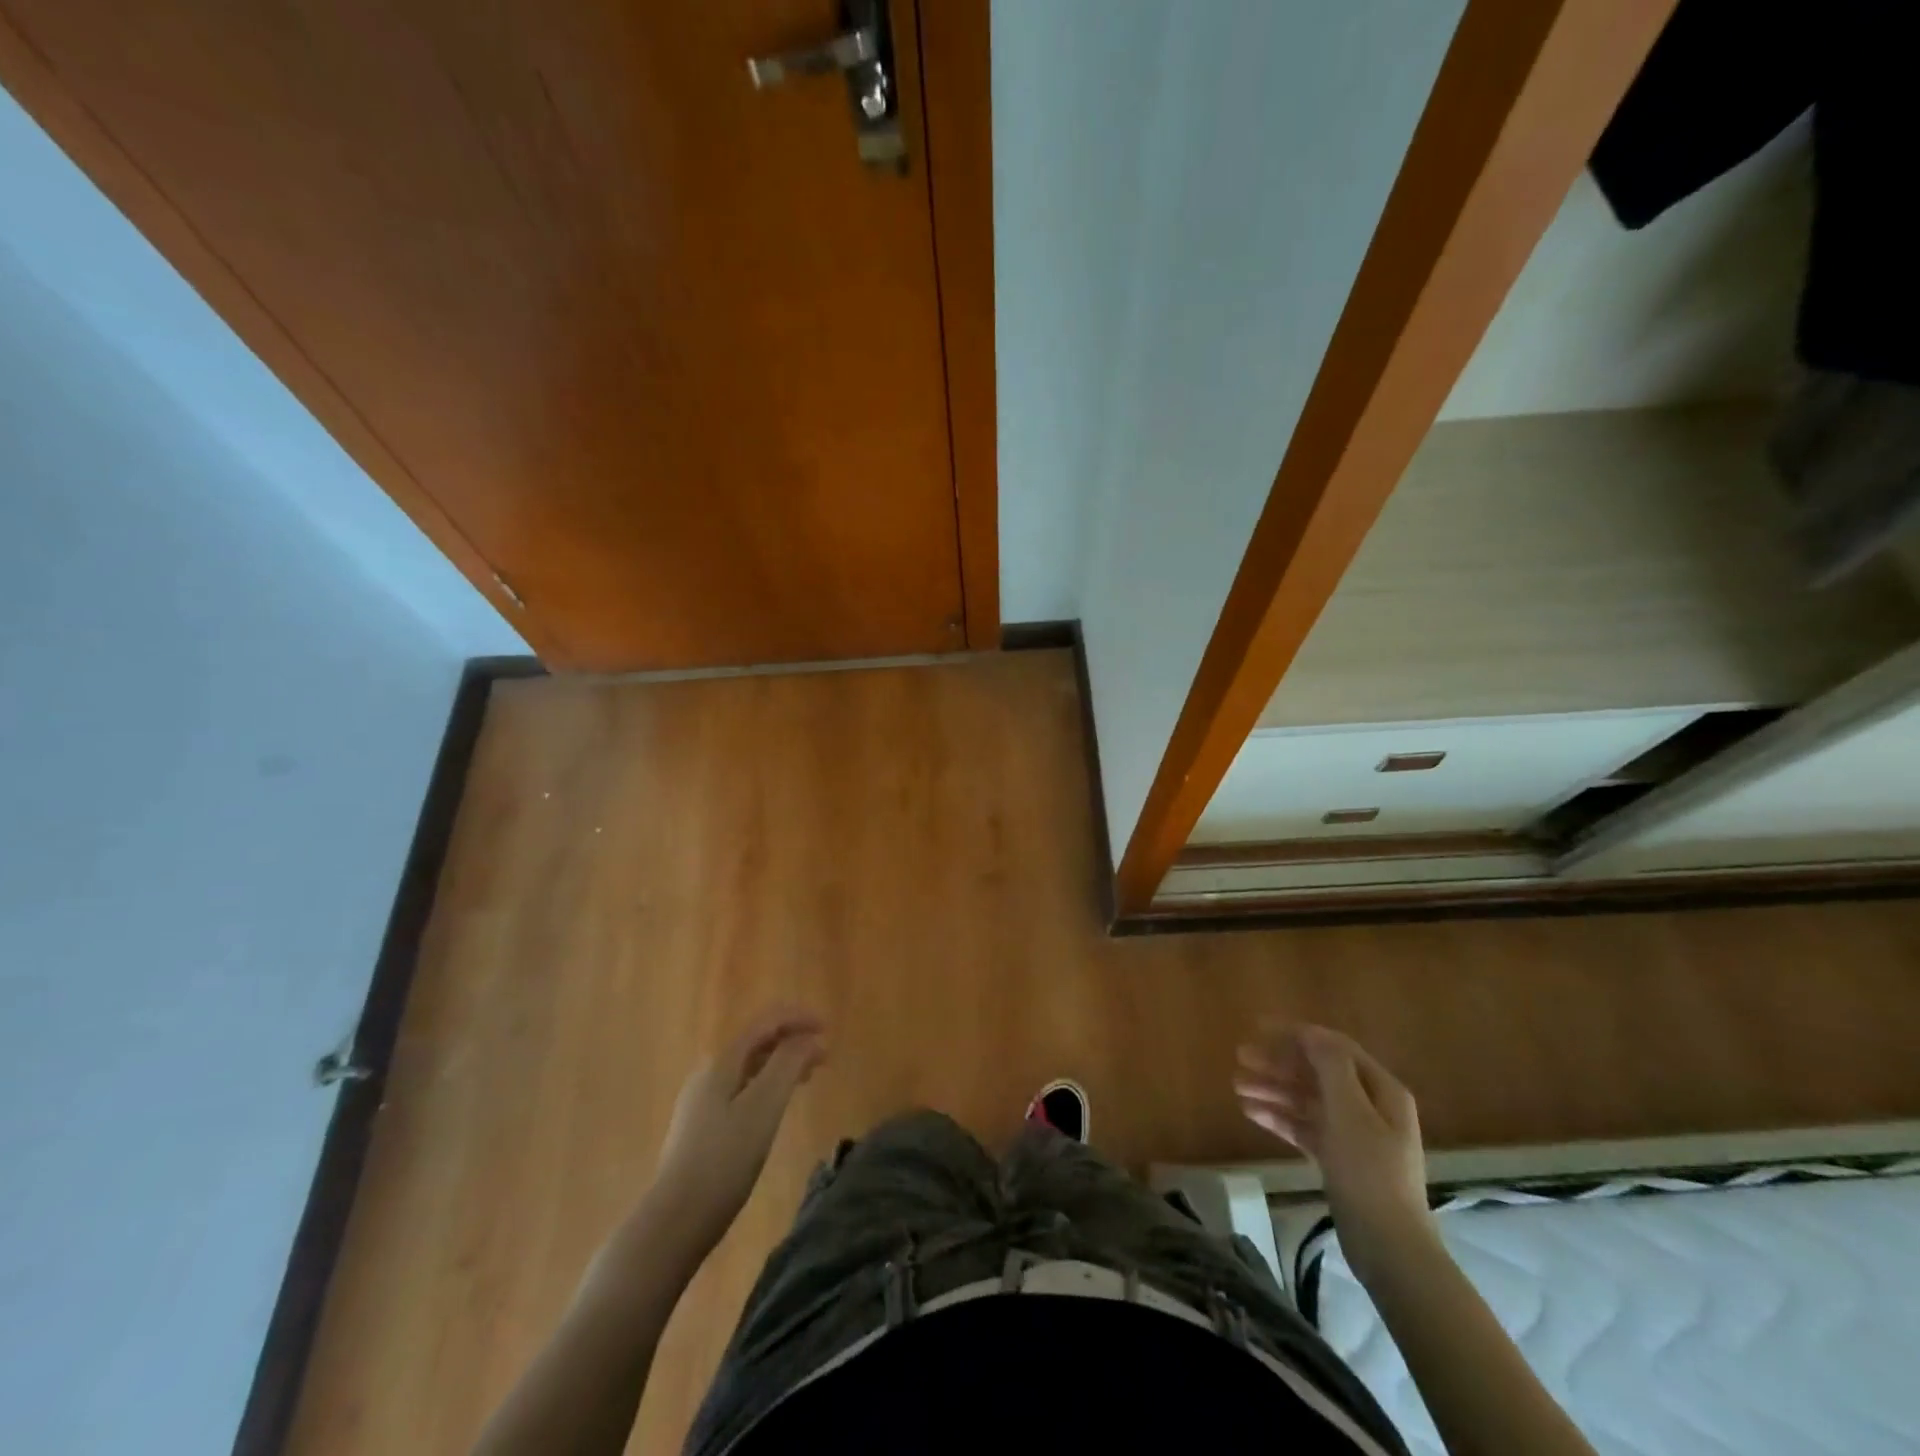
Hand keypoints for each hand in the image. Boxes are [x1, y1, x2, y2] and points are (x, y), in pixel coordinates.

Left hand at [650, 1007, 826, 1256]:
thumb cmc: (724, 1160)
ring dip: (781, 1063)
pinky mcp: (701, 1126)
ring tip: (808, 1077)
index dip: (799, 1018)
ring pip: (749, 1066)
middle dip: (792, 1041)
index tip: (829, 1029)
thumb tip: (812, 1038)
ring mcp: (701, 1100)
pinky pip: (741, 1088)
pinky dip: (767, 1085)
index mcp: (723, 1061)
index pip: (766, 1022)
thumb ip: (788, 1064)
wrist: (674, 1220)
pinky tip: (776, 1107)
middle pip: (757, 1041)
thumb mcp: (764, 1106)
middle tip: (824, 1057)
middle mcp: (709, 1072)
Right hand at [1235, 1023, 1433, 1273]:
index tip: (1258, 1028)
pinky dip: (1279, 1117)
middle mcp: (1368, 1106)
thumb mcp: (1349, 1112)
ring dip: (1273, 1089)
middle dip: (1278, 1062)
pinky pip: (1304, 1126)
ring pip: (1306, 1099)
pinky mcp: (1338, 1159)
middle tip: (1240, 1057)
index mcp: (1380, 1089)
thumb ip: (1330, 1067)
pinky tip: (1250, 1112)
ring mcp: (1353, 1134)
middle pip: (1316, 1072)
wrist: (1389, 1247)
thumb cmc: (1369, 1171)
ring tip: (1237, 1086)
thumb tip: (1312, 1032)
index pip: (1334, 1047)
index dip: (1296, 1034)